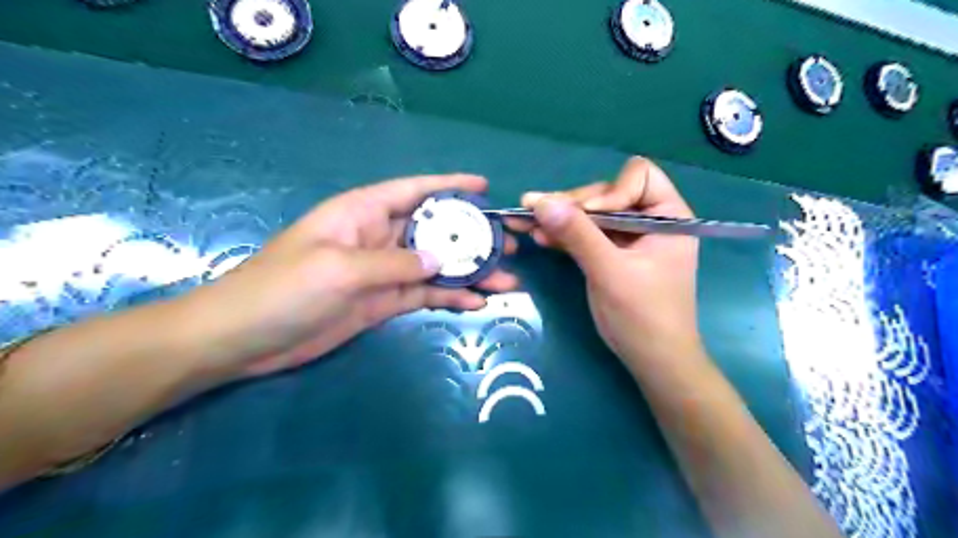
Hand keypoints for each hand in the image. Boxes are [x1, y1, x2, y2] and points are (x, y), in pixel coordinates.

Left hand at [187, 174, 515, 376]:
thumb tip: (442, 261)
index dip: (450, 186)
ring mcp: (382, 272)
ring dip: (470, 272)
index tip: (484, 186)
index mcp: (362, 213)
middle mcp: (377, 237)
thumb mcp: (341, 269)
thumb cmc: (283, 289)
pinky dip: (450, 297)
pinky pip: (424, 294)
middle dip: (472, 236)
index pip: (414, 190)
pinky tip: (477, 302)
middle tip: (510, 245)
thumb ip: (395, 263)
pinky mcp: (382, 302)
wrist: (245, 339)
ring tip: (506, 280)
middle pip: (434, 231)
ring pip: (436, 266)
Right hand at [512, 157, 700, 368]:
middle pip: (607, 195)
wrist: (652, 360)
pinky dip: (564, 234)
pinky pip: (586, 235)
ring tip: (527, 220)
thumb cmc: (643, 316)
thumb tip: (540, 201)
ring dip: (561, 218)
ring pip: (591, 215)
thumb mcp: (610, 271)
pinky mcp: (611, 254)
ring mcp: (629, 238)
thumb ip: (577, 234)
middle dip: (573, 205)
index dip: (610, 193)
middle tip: (535, 211)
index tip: (587, 218)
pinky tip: (540, 235)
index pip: (639, 177)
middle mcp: (649, 220)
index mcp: (668, 216)